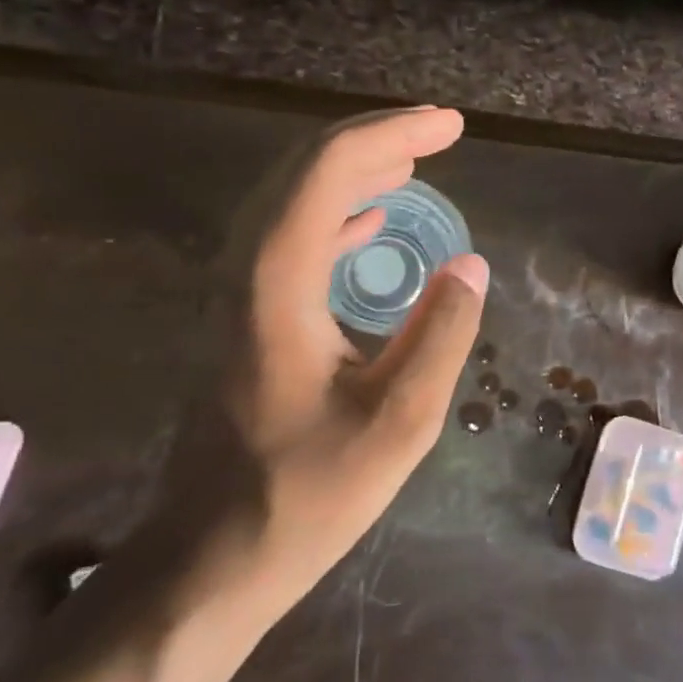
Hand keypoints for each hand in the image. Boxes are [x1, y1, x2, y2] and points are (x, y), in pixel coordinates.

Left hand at [220, 108, 487, 592]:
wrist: (211, 555)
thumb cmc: (305, 495)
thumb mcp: (398, 423)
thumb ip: (441, 335)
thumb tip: (471, 265)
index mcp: (277, 283)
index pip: (329, 171)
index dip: (393, 135)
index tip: (451, 126)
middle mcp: (245, 270)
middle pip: (303, 170)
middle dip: (375, 139)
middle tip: (439, 132)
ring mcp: (236, 293)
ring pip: (293, 199)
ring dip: (354, 170)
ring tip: (414, 161)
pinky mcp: (243, 318)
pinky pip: (289, 237)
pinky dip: (335, 212)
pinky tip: (369, 221)